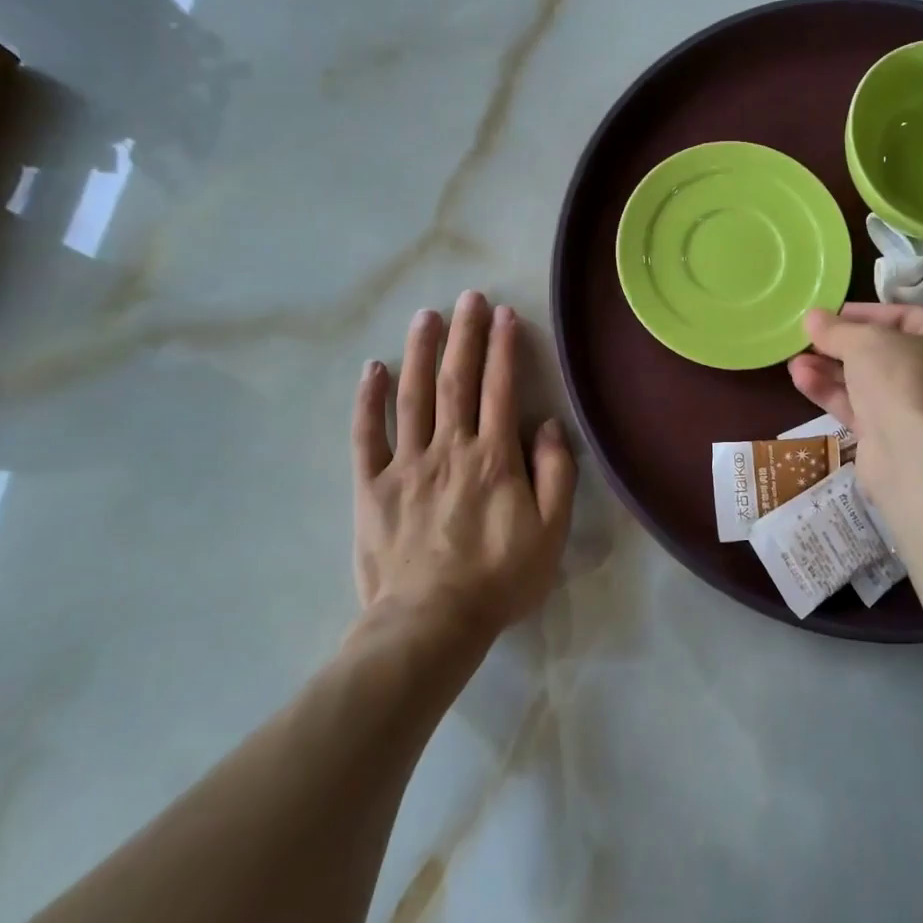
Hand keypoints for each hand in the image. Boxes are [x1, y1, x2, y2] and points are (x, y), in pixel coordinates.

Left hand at [353, 291, 576, 638]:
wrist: (430, 624)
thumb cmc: (498, 579)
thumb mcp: (550, 532)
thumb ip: (555, 474)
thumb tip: (546, 426)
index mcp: (493, 457)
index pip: (500, 388)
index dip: (502, 348)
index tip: (504, 315)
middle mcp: (450, 448)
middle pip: (457, 380)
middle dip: (464, 335)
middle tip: (468, 297)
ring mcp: (406, 464)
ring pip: (413, 396)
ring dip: (420, 352)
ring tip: (426, 316)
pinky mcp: (372, 486)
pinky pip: (367, 436)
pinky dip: (369, 401)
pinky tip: (373, 369)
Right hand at [788, 303, 922, 447]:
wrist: (914, 458)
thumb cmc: (903, 380)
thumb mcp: (865, 341)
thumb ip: (836, 329)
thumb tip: (812, 318)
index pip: (907, 317)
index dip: (866, 312)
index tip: (829, 313)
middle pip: (884, 352)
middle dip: (841, 345)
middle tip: (808, 338)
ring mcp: (918, 410)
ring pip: (868, 383)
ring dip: (830, 369)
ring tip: (793, 360)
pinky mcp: (893, 438)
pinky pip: (860, 408)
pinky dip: (832, 393)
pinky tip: (801, 379)